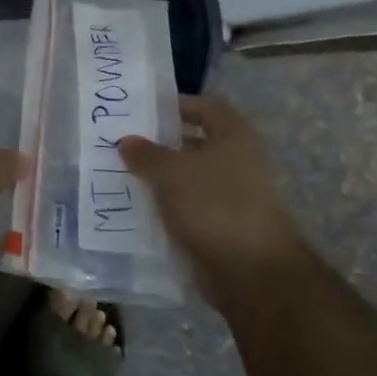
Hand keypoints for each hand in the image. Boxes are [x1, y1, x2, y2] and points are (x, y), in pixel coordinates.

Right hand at [118, 94, 305, 287]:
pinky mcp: (226, 226)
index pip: (206, 107)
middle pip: (197, 143)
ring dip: (163, 179)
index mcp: (234, 136)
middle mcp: (239, 161)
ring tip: (125, 177)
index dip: (177, 104)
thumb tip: (127, 140)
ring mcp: (235, 196)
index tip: (144, 111)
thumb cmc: (213, 205)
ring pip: (192, 178)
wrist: (250, 271)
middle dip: (163, 144)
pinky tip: (141, 210)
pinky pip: (192, 207)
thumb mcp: (171, 173)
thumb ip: (146, 154)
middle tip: (126, 145)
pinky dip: (170, 207)